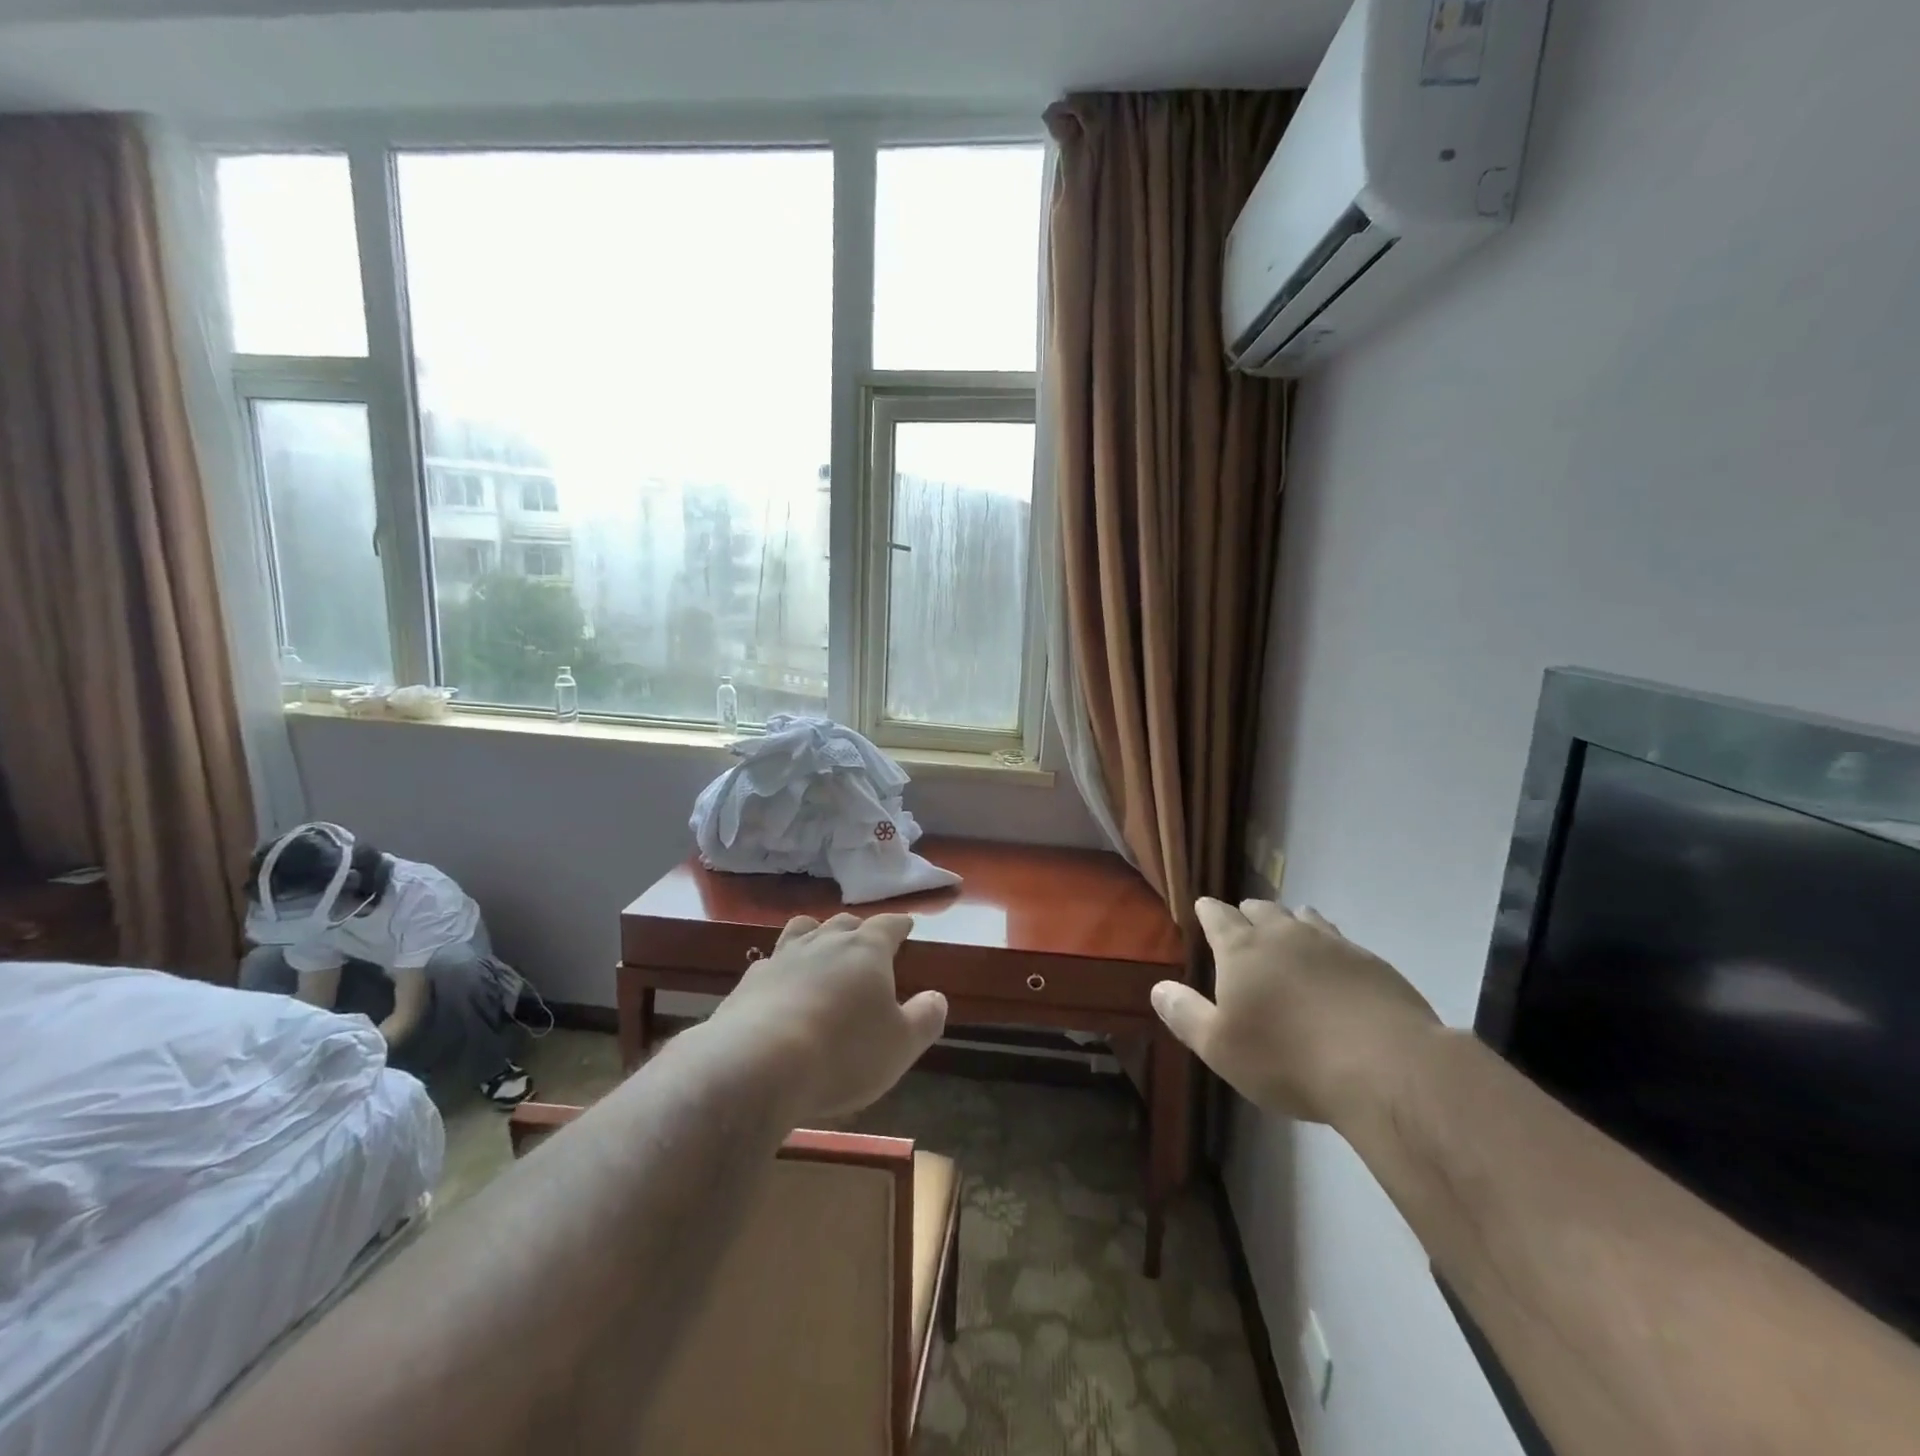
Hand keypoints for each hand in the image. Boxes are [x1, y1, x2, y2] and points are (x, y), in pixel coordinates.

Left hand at [708, 912, 947, 1119]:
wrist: (757, 1066)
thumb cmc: (843, 1052)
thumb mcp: (901, 1045)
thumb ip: (925, 1018)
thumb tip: (937, 997)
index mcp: (866, 950)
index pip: (888, 925)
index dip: (899, 924)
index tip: (906, 925)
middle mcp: (824, 943)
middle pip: (844, 923)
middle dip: (857, 929)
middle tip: (865, 942)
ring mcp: (782, 957)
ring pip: (803, 931)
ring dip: (816, 935)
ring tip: (820, 946)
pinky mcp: (749, 981)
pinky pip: (771, 962)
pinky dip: (782, 968)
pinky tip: (781, 985)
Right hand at [1152, 898, 1440, 1125]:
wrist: (1385, 1068)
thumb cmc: (1287, 1059)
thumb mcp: (1219, 1047)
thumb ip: (1185, 1014)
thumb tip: (1157, 987)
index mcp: (1241, 950)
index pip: (1217, 916)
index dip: (1208, 911)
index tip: (1203, 908)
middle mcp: (1283, 935)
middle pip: (1261, 910)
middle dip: (1247, 913)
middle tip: (1242, 924)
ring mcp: (1331, 944)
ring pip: (1303, 918)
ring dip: (1290, 923)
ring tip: (1288, 934)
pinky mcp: (1371, 963)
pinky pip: (1340, 940)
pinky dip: (1327, 946)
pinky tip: (1333, 967)